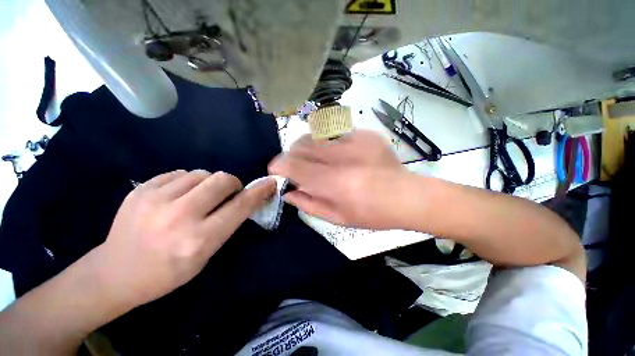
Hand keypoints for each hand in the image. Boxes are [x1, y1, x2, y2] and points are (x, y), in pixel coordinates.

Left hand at [93, 170, 275, 307]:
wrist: (116, 273)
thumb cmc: (169, 272)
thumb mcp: (207, 254)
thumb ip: (228, 223)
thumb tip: (245, 198)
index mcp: (199, 239)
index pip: (240, 206)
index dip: (259, 192)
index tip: (270, 182)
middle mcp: (179, 217)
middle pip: (222, 180)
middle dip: (232, 184)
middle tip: (226, 195)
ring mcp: (155, 200)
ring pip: (201, 173)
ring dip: (208, 183)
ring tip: (197, 198)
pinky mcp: (140, 190)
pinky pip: (180, 173)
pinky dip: (187, 182)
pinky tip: (177, 196)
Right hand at [269, 130, 413, 228]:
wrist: (407, 197)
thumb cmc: (372, 214)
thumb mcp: (338, 218)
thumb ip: (309, 204)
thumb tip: (288, 192)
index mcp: (336, 183)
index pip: (294, 165)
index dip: (279, 166)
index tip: (276, 170)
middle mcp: (344, 157)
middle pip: (302, 145)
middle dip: (292, 155)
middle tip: (297, 167)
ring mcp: (357, 141)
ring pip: (316, 134)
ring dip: (307, 147)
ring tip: (315, 160)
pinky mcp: (367, 134)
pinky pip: (335, 132)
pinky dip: (327, 143)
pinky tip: (337, 154)